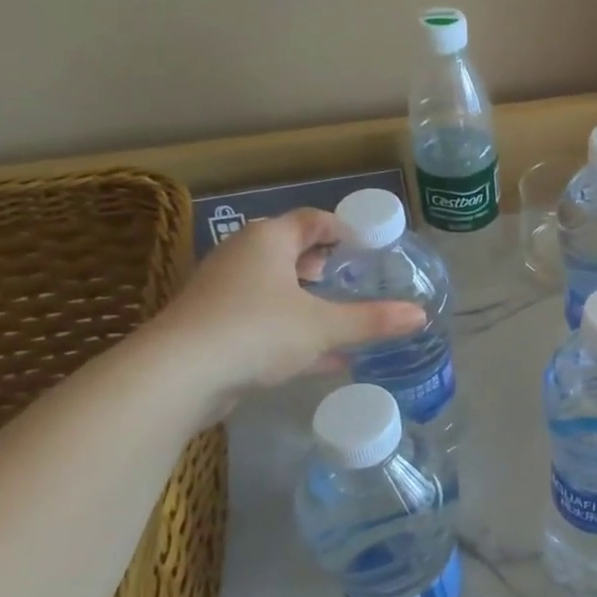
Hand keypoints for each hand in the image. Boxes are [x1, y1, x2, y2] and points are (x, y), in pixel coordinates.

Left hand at [151, 208, 426, 405]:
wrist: (176, 376)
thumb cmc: (256, 331)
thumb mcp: (323, 326)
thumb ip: (372, 319)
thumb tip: (420, 315)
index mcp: (267, 241)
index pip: (310, 220)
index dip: (342, 228)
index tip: (367, 245)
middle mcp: (241, 258)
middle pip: (288, 250)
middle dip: (322, 264)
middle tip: (351, 277)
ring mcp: (223, 294)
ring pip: (274, 288)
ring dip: (306, 300)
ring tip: (339, 314)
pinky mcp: (213, 329)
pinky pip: (262, 321)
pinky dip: (291, 332)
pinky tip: (325, 360)